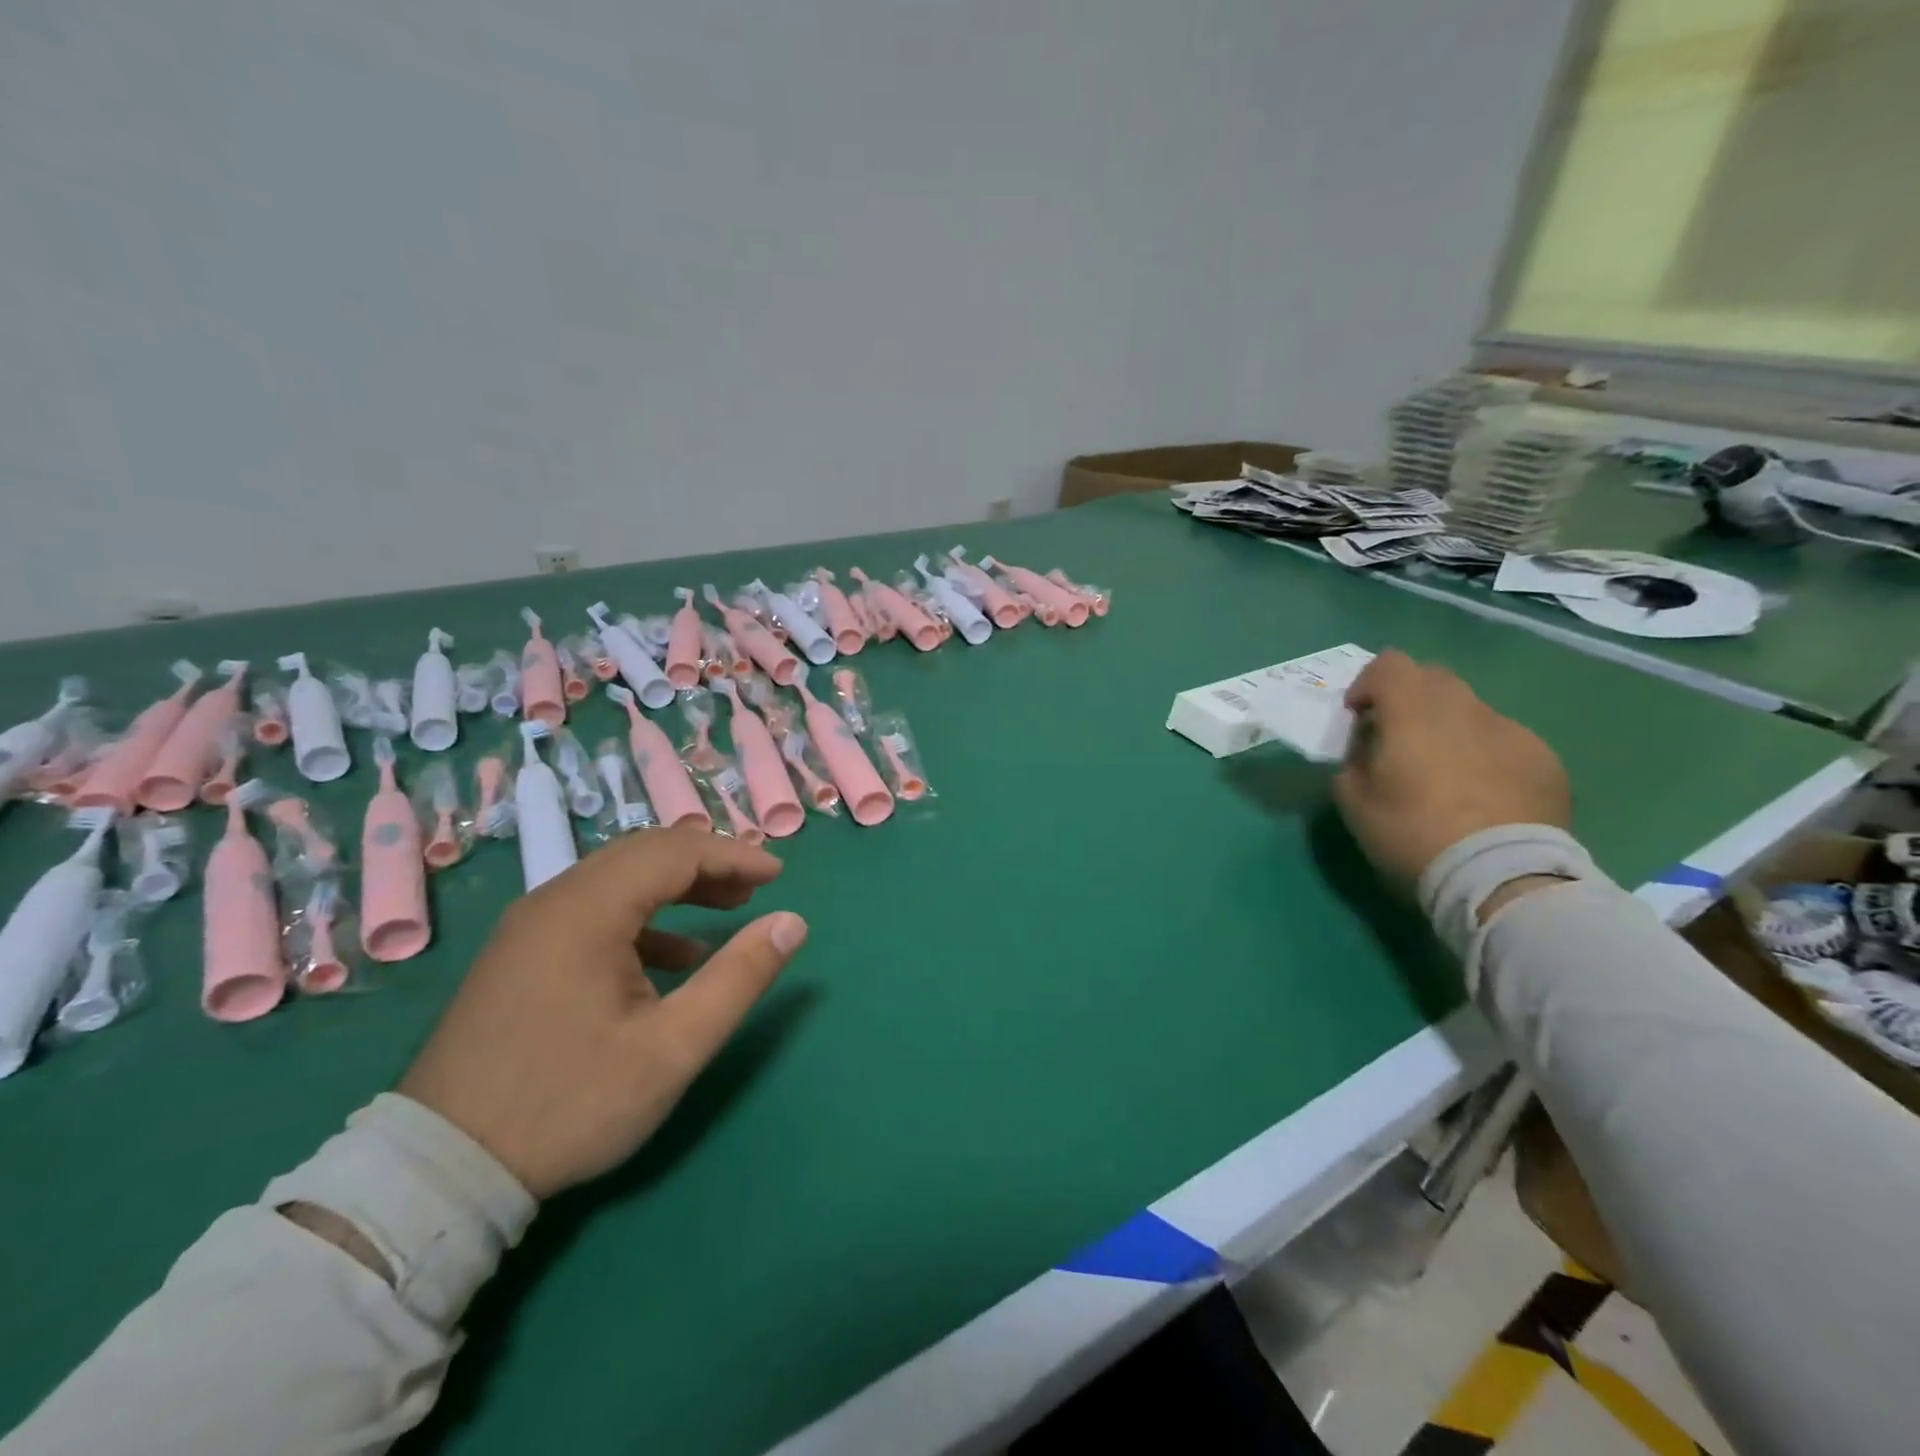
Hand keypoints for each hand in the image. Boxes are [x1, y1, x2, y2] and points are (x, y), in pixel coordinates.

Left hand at [398, 824, 806, 1199]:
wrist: (442, 1169)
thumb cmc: (569, 1103)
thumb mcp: (673, 1048)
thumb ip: (739, 978)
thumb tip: (792, 923)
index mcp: (588, 909)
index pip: (676, 851)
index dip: (734, 856)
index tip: (779, 876)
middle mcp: (554, 900)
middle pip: (646, 853)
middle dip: (708, 863)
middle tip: (756, 888)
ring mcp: (530, 925)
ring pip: (619, 878)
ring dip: (677, 885)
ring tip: (728, 909)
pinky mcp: (521, 953)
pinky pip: (594, 909)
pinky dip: (644, 917)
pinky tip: (674, 957)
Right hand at [1333, 649, 1570, 886]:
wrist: (1501, 877)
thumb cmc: (1412, 834)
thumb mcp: (1353, 804)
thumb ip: (1353, 763)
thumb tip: (1367, 751)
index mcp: (1413, 712)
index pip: (1389, 664)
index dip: (1368, 684)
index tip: (1360, 717)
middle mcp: (1465, 708)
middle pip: (1434, 679)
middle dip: (1410, 701)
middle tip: (1399, 743)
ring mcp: (1512, 731)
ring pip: (1472, 711)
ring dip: (1450, 729)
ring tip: (1446, 775)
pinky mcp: (1546, 760)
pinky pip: (1505, 742)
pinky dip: (1486, 755)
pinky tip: (1483, 797)